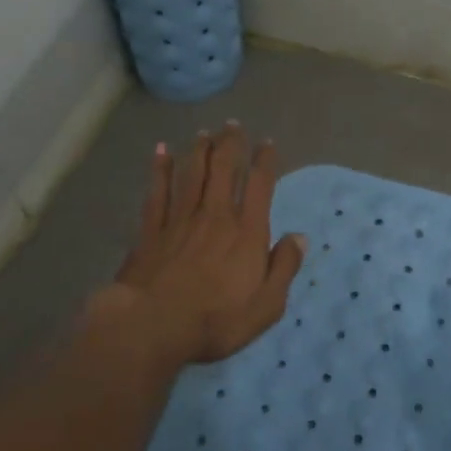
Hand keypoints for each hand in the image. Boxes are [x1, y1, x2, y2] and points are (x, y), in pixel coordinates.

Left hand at [83, 122, 305, 369]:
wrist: (153, 326)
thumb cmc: (216, 320)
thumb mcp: (267, 305)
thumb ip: (284, 267)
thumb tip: (299, 236)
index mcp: (246, 231)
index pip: (259, 185)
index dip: (264, 160)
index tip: (266, 143)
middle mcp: (214, 215)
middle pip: (223, 168)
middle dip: (230, 144)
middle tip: (232, 125)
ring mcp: (180, 219)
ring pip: (191, 173)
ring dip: (199, 149)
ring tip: (204, 132)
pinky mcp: (151, 230)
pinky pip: (157, 191)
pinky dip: (160, 169)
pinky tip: (160, 152)